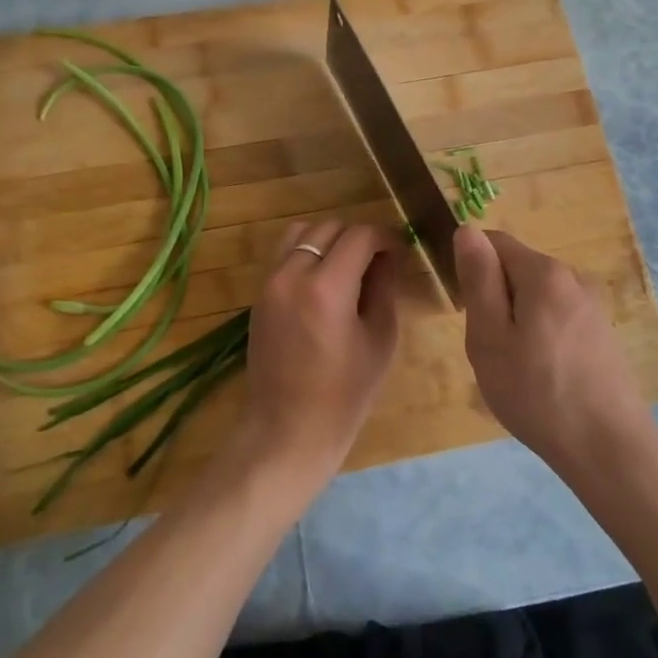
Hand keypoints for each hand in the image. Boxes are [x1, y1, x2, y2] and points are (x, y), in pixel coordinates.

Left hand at [224, 220, 403, 501]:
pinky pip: (285, 254)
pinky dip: (307, 253)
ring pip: (301, 232)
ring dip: (329, 239)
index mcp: (327, 288)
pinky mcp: (259, 294)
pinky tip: (325, 281)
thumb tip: (387, 257)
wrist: (287, 430)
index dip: (385, 238)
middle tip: (378, 261)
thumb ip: (384, 288)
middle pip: (329, 227)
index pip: (360, 236)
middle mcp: (292, 274)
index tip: (399, 252)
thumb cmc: (344, 394)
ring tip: (348, 266)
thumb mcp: (380, 339)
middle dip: (358, 237)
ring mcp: (270, 283)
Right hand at [455, 226, 648, 472]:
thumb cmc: (537, 392)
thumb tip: (467, 230)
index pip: (494, 242)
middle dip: (496, 300)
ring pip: (537, 297)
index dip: (473, 271)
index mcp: (544, 272)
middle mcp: (574, 277)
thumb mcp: (489, 337)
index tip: (469, 314)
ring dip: (518, 321)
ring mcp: (593, 305)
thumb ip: (478, 279)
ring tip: (517, 368)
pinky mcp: (603, 332)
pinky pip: (558, 317)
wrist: (607, 446)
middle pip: (518, 269)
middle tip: (492, 350)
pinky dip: (542, 336)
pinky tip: (544, 376)